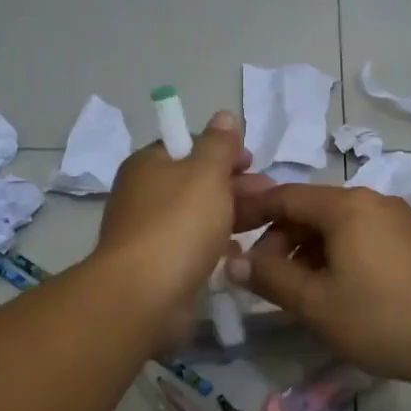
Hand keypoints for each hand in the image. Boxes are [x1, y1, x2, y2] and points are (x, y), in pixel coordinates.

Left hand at [93, 111, 248, 346]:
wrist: (144, 295)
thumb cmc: (178, 223)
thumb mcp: (206, 172)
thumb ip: (219, 144)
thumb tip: (223, 115)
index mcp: (148, 164)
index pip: (187, 145)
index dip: (221, 150)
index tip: (252, 161)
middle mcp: (143, 194)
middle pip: (194, 181)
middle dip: (233, 184)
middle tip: (268, 193)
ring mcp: (148, 232)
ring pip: (196, 215)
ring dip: (229, 215)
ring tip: (263, 222)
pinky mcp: (158, 266)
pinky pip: (192, 247)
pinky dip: (215, 246)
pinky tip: (238, 253)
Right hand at [227, 182, 410, 385]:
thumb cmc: (382, 318)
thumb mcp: (316, 304)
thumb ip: (271, 278)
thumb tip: (234, 261)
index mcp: (345, 206)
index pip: (285, 196)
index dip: (251, 211)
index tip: (225, 231)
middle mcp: (371, 199)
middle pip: (311, 209)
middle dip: (280, 238)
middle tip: (262, 275)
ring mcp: (395, 217)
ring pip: (336, 224)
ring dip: (307, 249)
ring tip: (295, 288)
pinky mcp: (410, 238)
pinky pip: (359, 235)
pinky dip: (335, 253)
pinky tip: (332, 287)